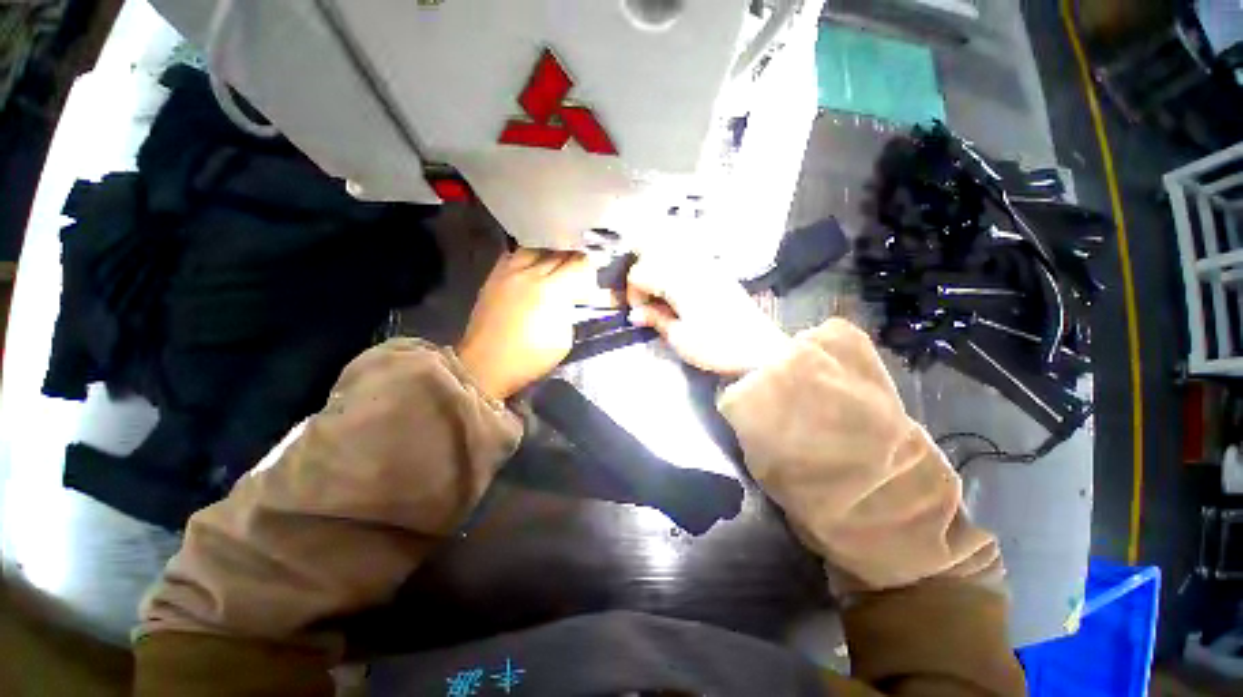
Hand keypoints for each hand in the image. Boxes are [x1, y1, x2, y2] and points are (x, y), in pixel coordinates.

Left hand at [456, 248, 591, 399]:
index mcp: (551, 291)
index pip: (580, 264)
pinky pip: (515, 254)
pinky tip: (532, 267)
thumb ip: (570, 311)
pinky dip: (528, 257)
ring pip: (537, 247)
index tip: (592, 280)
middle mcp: (530, 273)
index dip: (591, 270)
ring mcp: (509, 271)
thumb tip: (573, 298)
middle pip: (560, 252)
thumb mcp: (563, 340)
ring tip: (555, 265)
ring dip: (550, 254)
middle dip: (573, 260)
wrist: (484, 365)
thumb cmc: (527, 359)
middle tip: (578, 272)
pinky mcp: (494, 276)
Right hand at [626, 252, 791, 376]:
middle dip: (642, 274)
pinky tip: (679, 290)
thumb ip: (656, 320)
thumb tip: (636, 313)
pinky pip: (689, 257)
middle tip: (646, 300)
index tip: (639, 314)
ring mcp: (707, 265)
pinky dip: (676, 267)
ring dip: (659, 267)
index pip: (640, 273)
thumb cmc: (718, 347)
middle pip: (653, 254)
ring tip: (660, 294)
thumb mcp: (680, 339)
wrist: (760, 349)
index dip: (633, 293)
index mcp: (677, 280)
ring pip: (671, 251)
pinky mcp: (719, 272)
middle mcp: (691, 265)